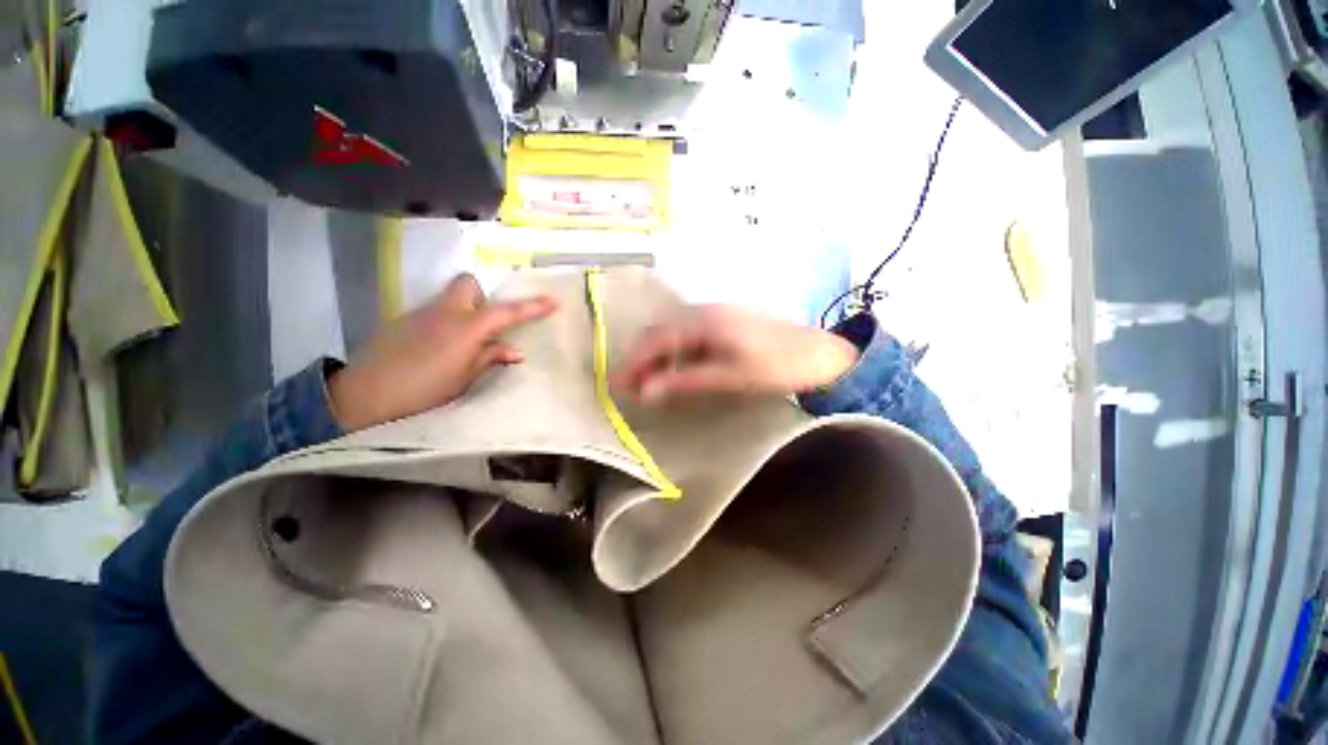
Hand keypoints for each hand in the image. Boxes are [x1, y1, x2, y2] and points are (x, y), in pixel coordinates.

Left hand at [328, 274, 557, 430]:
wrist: (363, 394)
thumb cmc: (423, 390)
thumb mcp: (464, 378)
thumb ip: (490, 358)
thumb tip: (516, 351)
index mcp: (466, 328)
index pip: (506, 312)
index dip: (532, 307)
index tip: (554, 302)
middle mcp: (445, 312)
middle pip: (468, 284)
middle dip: (483, 295)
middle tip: (489, 322)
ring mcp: (421, 313)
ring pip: (451, 298)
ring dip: (466, 311)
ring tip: (466, 343)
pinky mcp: (404, 320)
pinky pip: (435, 311)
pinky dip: (446, 322)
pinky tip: (440, 347)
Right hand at [613, 304, 857, 403]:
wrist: (817, 352)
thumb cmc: (775, 366)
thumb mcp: (729, 377)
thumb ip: (685, 381)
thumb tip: (646, 390)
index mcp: (703, 322)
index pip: (656, 340)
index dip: (634, 363)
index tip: (617, 384)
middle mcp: (703, 312)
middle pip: (659, 332)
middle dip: (640, 358)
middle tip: (628, 386)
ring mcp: (713, 315)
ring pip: (671, 333)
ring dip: (655, 356)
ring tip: (646, 382)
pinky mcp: (722, 323)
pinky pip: (686, 335)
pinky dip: (673, 353)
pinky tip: (674, 369)